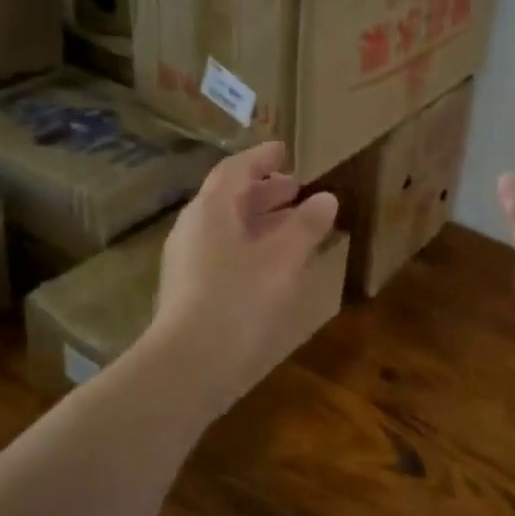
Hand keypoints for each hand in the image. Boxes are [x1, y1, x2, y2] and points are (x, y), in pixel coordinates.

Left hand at [149, 141, 339, 406]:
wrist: (189, 366)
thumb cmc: (239, 300)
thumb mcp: (283, 259)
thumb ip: (306, 226)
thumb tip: (326, 198)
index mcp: (211, 210)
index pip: (236, 169)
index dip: (261, 157)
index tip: (284, 149)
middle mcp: (194, 228)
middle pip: (230, 198)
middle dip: (265, 191)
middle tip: (297, 188)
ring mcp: (188, 261)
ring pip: (228, 228)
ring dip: (262, 221)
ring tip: (295, 225)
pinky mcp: (191, 290)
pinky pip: (225, 252)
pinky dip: (253, 246)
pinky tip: (276, 265)